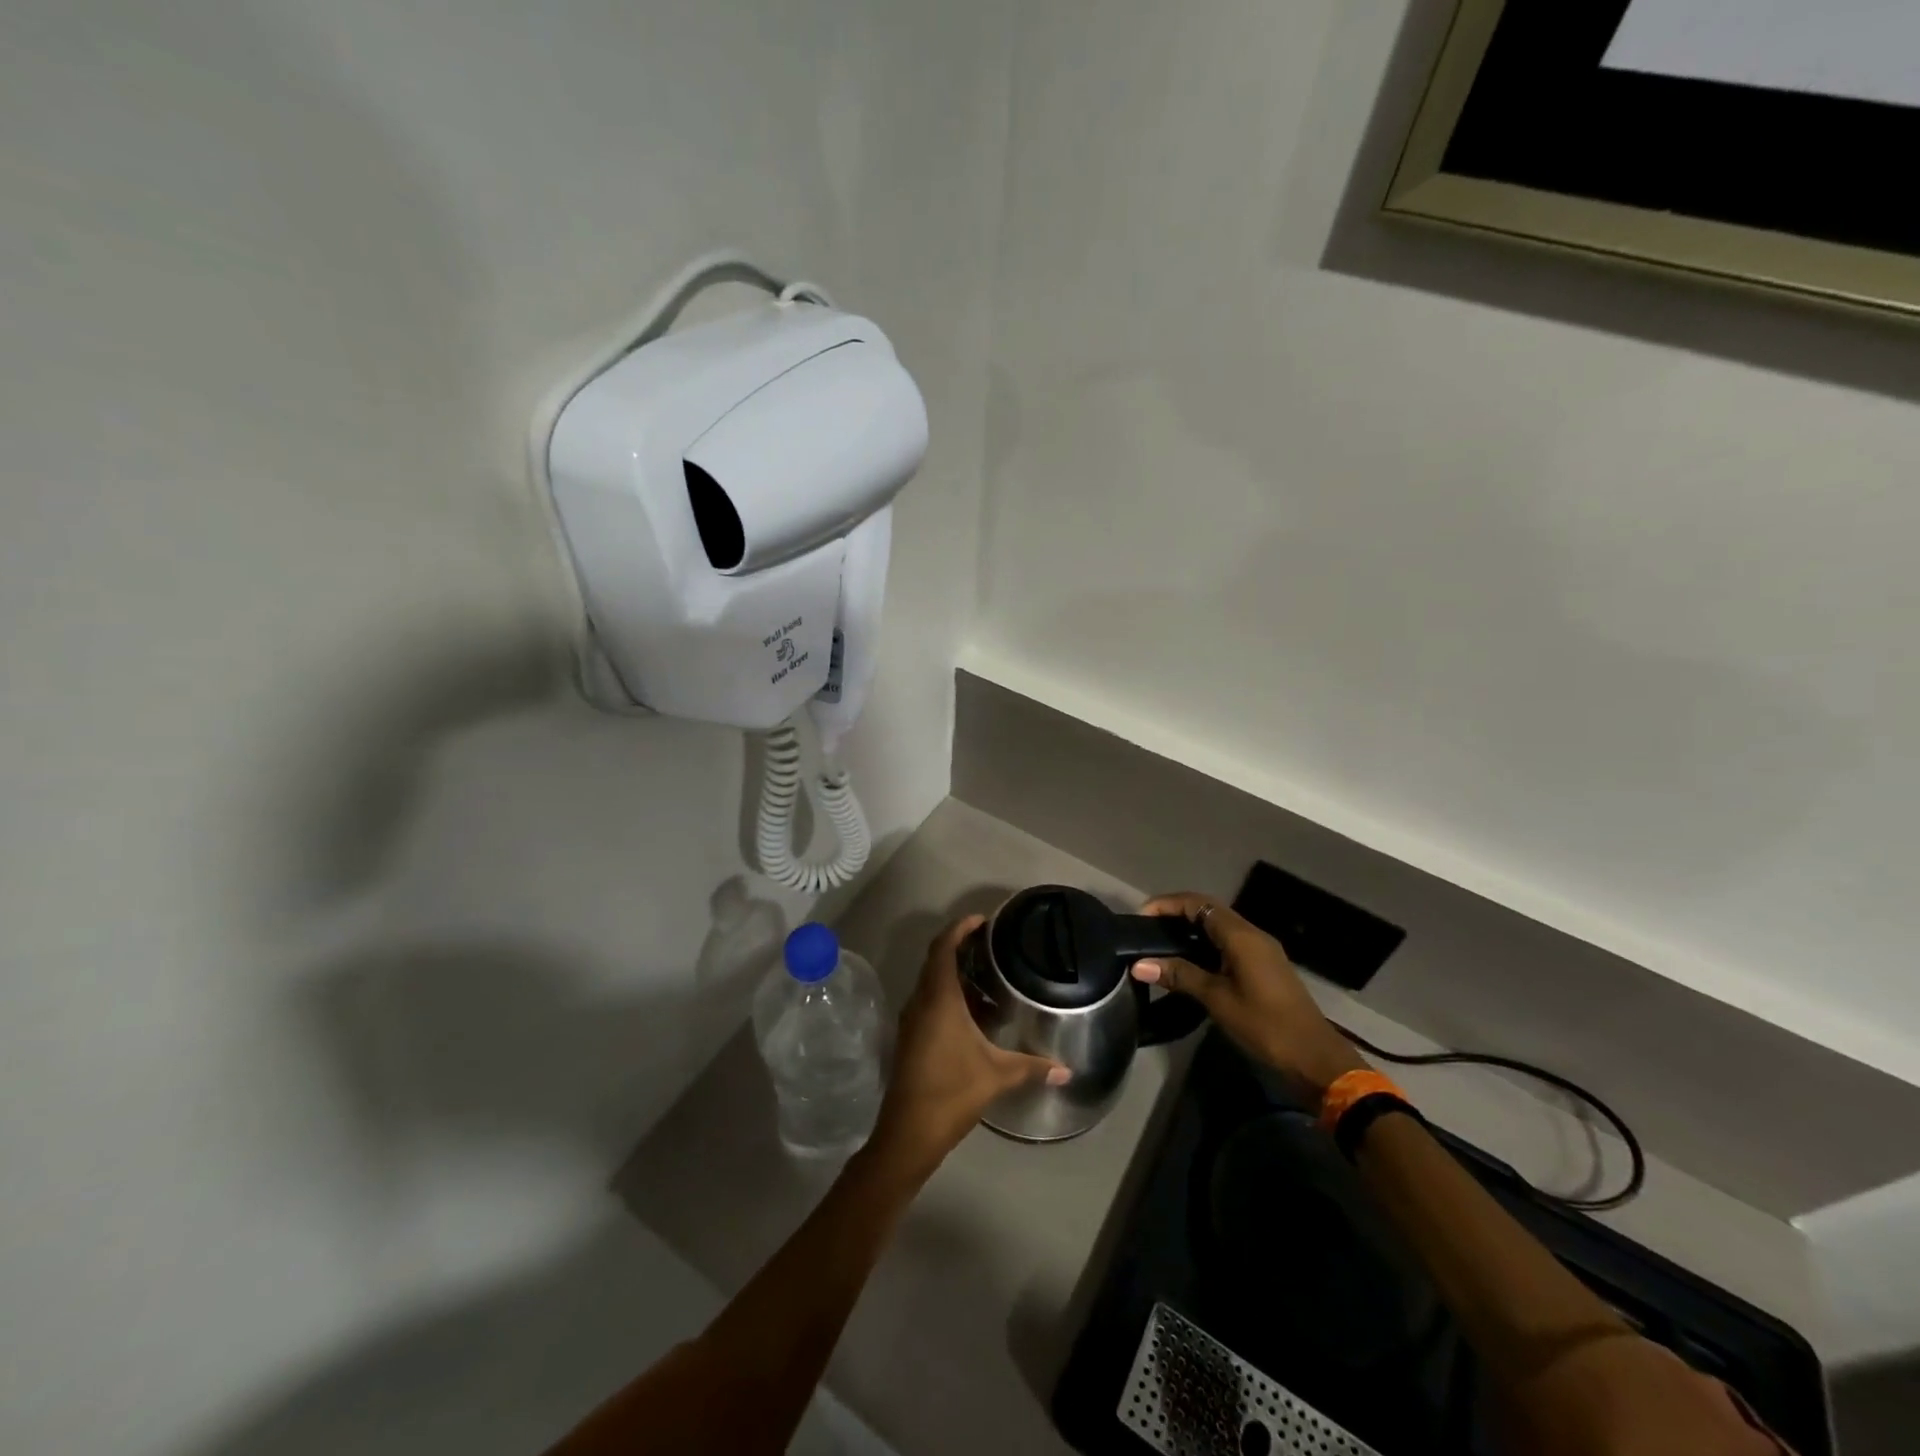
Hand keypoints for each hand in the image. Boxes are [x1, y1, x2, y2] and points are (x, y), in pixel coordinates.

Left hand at [868, 916, 1067, 1179]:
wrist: (908, 1133)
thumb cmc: (952, 1092)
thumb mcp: (997, 1075)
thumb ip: (1033, 1066)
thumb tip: (1067, 1070)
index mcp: (938, 998)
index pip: (943, 948)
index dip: (960, 928)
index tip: (982, 920)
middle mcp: (920, 1001)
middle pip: (936, 960)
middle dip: (960, 947)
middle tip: (992, 945)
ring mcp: (912, 1020)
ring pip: (932, 983)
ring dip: (956, 974)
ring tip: (990, 978)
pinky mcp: (911, 1037)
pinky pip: (929, 1002)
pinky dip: (950, 996)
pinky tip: (975, 1014)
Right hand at [1132, 892, 1366, 1096]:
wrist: (1316, 1059)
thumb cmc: (1265, 1025)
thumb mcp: (1217, 1000)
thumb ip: (1179, 976)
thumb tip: (1139, 965)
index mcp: (1241, 936)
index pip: (1197, 903)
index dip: (1167, 904)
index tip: (1141, 917)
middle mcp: (1252, 935)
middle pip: (1208, 910)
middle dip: (1175, 914)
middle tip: (1147, 930)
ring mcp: (1261, 951)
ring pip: (1219, 927)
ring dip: (1190, 929)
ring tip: (1161, 945)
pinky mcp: (1264, 967)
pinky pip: (1228, 943)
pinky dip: (1204, 945)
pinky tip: (1188, 963)